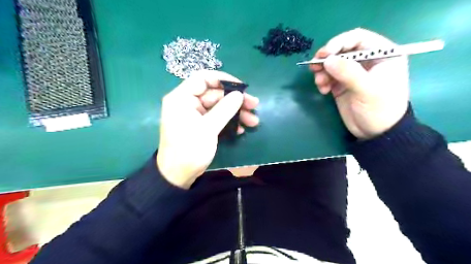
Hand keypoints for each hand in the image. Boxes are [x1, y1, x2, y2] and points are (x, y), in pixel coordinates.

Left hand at [155, 70, 258, 187]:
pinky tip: (241, 130)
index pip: (203, 78)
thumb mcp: (208, 128)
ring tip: (253, 121)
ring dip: (236, 113)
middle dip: (235, 100)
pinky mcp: (201, 125)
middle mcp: (187, 103)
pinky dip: (229, 122)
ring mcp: (195, 115)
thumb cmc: (189, 150)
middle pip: (215, 94)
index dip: (223, 79)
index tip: (241, 87)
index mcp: (182, 98)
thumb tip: (239, 95)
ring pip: (218, 107)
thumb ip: (224, 109)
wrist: (178, 176)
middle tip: (254, 105)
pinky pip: (217, 118)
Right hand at [310, 28, 408, 139]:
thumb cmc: (380, 109)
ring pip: (332, 63)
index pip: (358, 38)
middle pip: (341, 50)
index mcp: (382, 54)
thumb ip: (348, 73)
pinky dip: (322, 81)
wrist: (376, 133)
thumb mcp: (367, 90)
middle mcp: (366, 60)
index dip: (339, 42)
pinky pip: (328, 76)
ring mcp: (353, 73)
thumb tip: (327, 60)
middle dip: (327, 58)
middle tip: (315, 67)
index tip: (325, 54)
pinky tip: (323, 91)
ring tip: (320, 83)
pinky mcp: (342, 84)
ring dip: (322, 71)